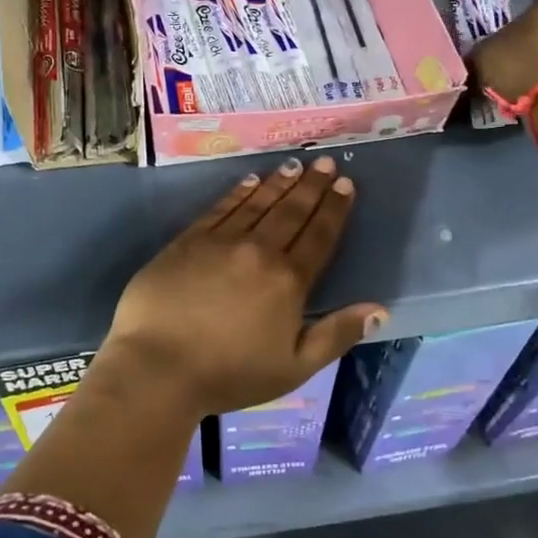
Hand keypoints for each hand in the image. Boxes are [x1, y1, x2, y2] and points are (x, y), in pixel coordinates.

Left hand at [94, 157, 386, 418]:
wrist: (157, 366)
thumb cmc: (229, 375)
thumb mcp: (294, 368)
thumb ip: (336, 335)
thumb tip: (380, 310)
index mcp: (288, 281)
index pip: (319, 236)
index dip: (334, 209)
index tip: (346, 184)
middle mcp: (258, 251)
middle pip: (291, 212)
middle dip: (312, 185)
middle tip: (326, 162)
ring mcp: (220, 242)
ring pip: (258, 203)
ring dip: (279, 183)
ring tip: (295, 164)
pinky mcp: (188, 241)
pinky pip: (221, 208)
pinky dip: (239, 192)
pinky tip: (250, 181)